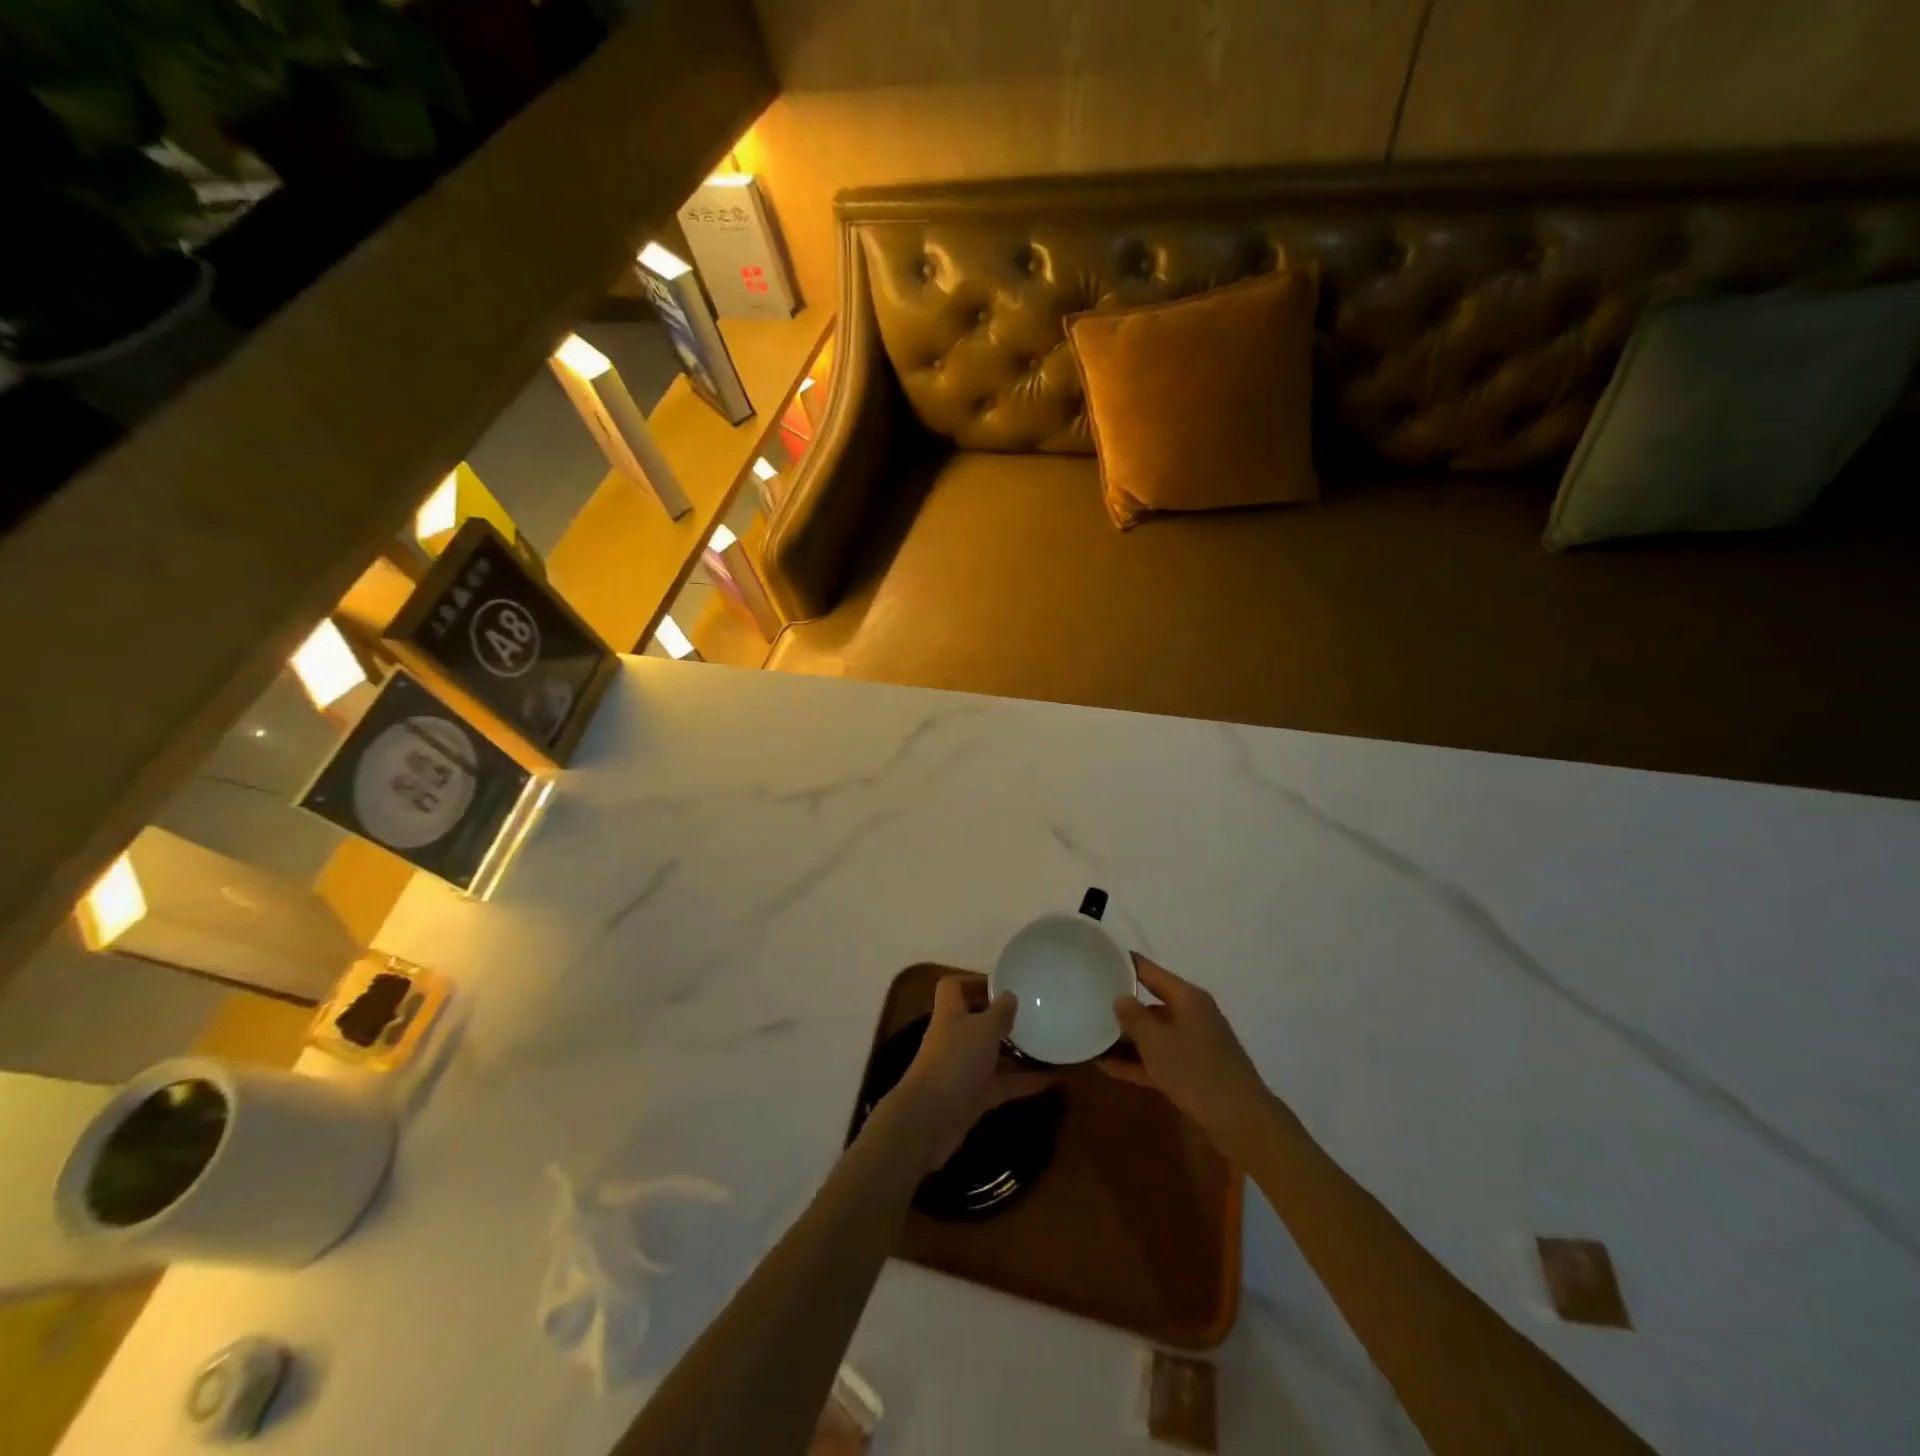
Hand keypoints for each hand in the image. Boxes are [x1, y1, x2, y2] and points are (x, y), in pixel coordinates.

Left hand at [892, 978, 1053, 1170]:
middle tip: (1033, 1014)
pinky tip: (1052, 1078)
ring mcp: (963, 1068)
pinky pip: (1002, 1083)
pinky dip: (1024, 1081)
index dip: (973, 981)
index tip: (1002, 984)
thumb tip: (1010, 996)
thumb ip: (1000, 1012)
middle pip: (977, 1020)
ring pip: (992, 1054)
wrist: (931, 1118)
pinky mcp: (973, 1097)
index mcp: (951, 1012)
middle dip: (1002, 1018)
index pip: (954, 987)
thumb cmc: (956, 1060)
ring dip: (1017, 1051)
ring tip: (1047, 1044)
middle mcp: (955, 1037)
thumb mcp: (984, 1029)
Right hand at [1105, 956, 1273, 1154]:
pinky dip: (1137, 1062)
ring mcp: (1194, 1044)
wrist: (1239, 1119)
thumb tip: (1121, 999)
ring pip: (1154, 1035)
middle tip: (1090, 1002)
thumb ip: (1133, 1017)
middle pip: (1151, 1003)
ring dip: (1126, 1039)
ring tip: (1092, 1038)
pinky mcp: (1193, 1071)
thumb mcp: (1156, 1040)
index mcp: (1187, 997)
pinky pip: (1159, 1059)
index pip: (1150, 971)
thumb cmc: (1194, 1069)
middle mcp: (1192, 1015)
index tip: (1100, 957)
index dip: (1126, 964)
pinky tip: (1107, 1067)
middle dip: (1122, 1007)